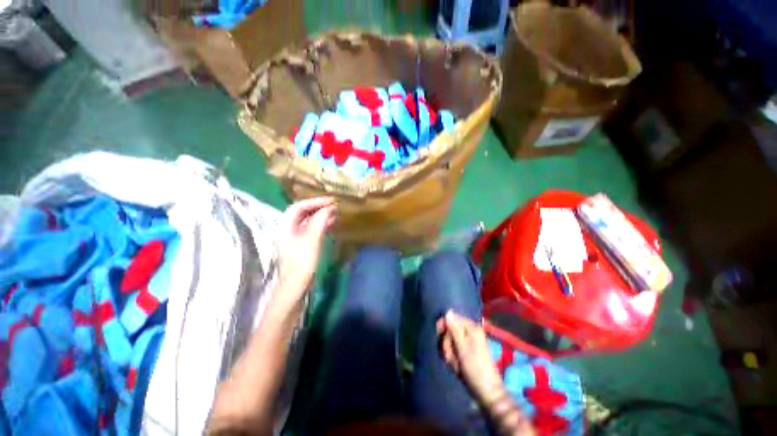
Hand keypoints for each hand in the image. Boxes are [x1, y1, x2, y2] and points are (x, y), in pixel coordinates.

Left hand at [276, 197, 336, 304]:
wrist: (297, 284)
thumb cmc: (303, 261)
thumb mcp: (313, 238)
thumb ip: (321, 220)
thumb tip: (330, 207)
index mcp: (286, 225)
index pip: (299, 206)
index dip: (315, 201)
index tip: (331, 201)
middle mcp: (288, 228)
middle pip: (303, 212)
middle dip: (319, 208)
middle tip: (335, 206)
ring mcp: (295, 236)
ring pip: (308, 220)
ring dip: (322, 216)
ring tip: (336, 213)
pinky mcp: (302, 243)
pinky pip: (312, 229)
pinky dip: (322, 224)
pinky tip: (332, 224)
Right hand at [437, 311, 505, 404]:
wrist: (486, 392)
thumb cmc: (476, 368)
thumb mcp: (463, 347)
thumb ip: (454, 329)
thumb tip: (448, 311)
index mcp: (471, 328)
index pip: (451, 318)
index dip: (444, 327)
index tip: (441, 338)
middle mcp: (469, 332)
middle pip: (448, 330)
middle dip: (446, 343)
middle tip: (450, 356)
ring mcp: (467, 343)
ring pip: (448, 341)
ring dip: (448, 353)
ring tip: (454, 364)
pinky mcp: (465, 352)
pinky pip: (452, 350)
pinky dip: (451, 358)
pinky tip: (455, 367)